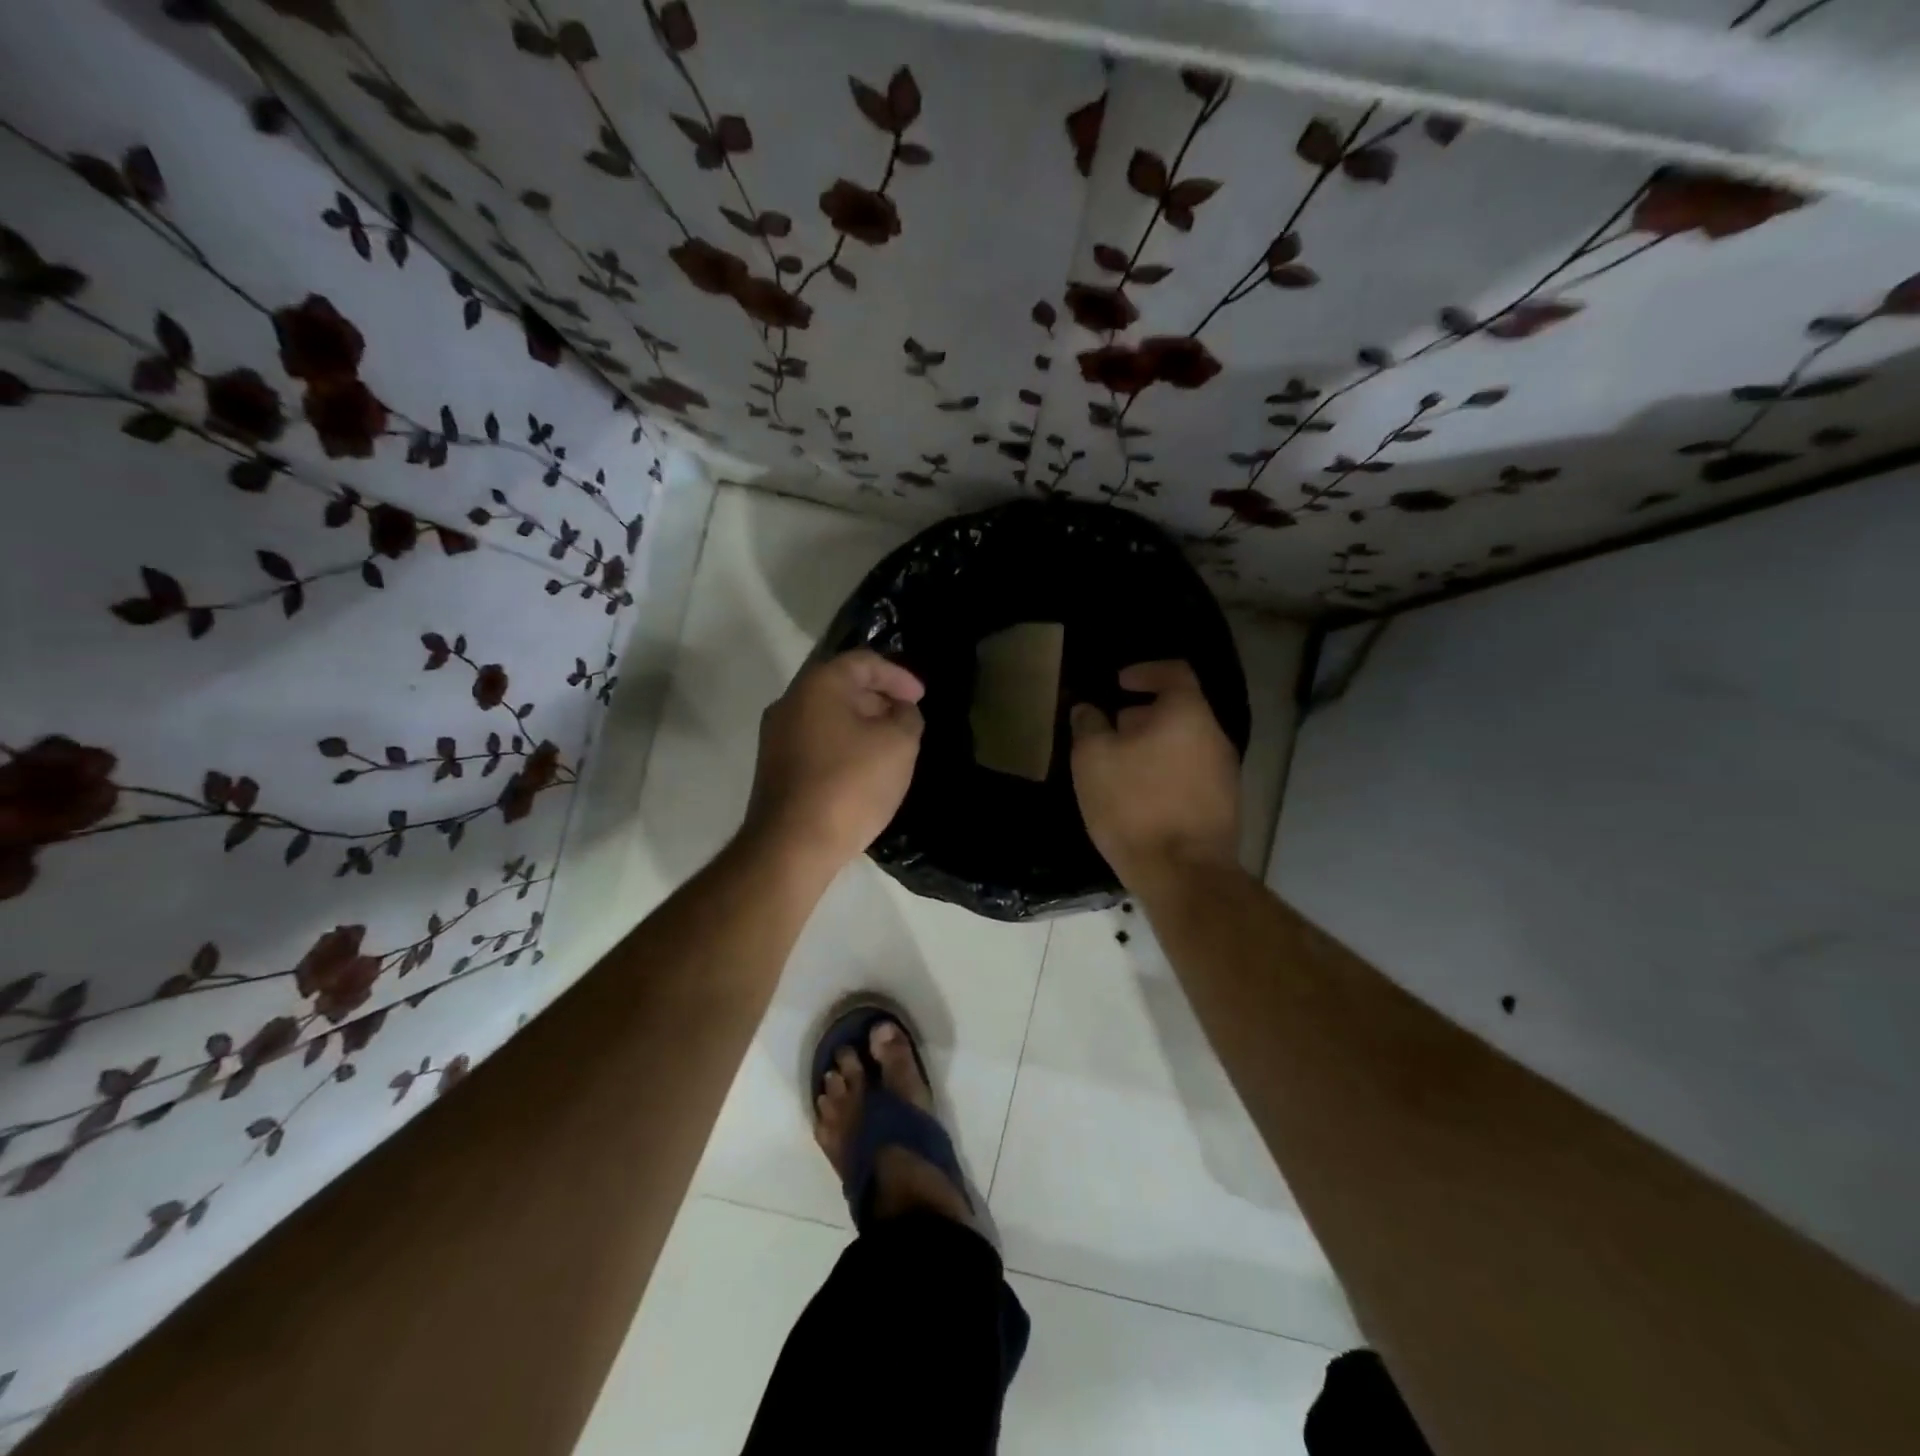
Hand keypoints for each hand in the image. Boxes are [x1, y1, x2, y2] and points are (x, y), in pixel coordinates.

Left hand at [744, 650, 925, 874]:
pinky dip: (844, 744)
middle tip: (907, 720)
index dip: (898, 675)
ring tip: (890, 746)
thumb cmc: (850, 784)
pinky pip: (817, 741)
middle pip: (842, 686)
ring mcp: (776, 736)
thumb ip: (907, 717)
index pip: (863, 662)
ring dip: (862, 723)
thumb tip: (900, 711)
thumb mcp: (899, 745)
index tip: (921, 698)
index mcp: (818, 685)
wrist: (792, 845)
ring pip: (828, 716)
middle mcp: (790, 702)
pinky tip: (864, 769)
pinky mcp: (775, 767)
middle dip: (880, 699)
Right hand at [1069, 660, 1239, 889]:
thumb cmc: (1134, 805)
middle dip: (1142, 715)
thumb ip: (1088, 725)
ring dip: (1153, 747)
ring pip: (1185, 744)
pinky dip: (1165, 773)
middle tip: (1110, 730)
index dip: (1144, 671)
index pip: (1174, 672)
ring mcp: (1225, 773)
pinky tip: (1140, 797)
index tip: (1119, 683)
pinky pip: (1190, 774)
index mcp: (1187, 713)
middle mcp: (1214, 736)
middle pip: (1179, 710)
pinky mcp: (1223, 805)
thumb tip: (1088, 709)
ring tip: (1120, 767)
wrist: (1183, 873)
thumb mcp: (1093, 760)